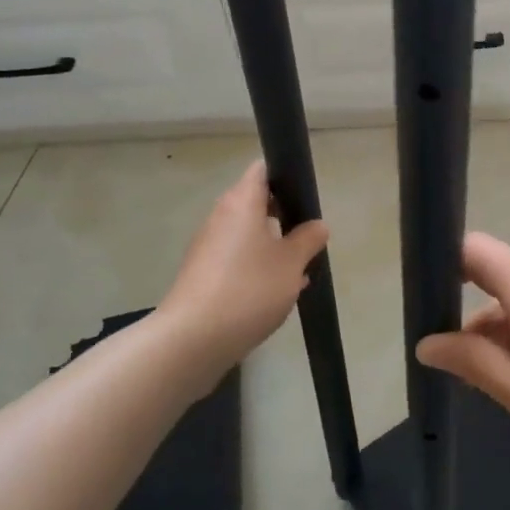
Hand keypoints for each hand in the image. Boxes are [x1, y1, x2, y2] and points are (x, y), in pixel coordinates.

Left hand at [158, 162, 327, 384]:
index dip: (285, 175)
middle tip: (308, 235)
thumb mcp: (292, 264)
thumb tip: (317, 225)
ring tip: (299, 269)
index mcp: (242, 202)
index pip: (262, 170)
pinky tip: (277, 292)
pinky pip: (236, 258)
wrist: (192, 339)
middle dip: (284, 216)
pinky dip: (256, 266)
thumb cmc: (249, 289)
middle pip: (255, 203)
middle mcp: (221, 217)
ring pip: (248, 234)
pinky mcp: (202, 273)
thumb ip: (308, 239)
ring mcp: (208, 246)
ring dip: (273, 245)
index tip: (305, 194)